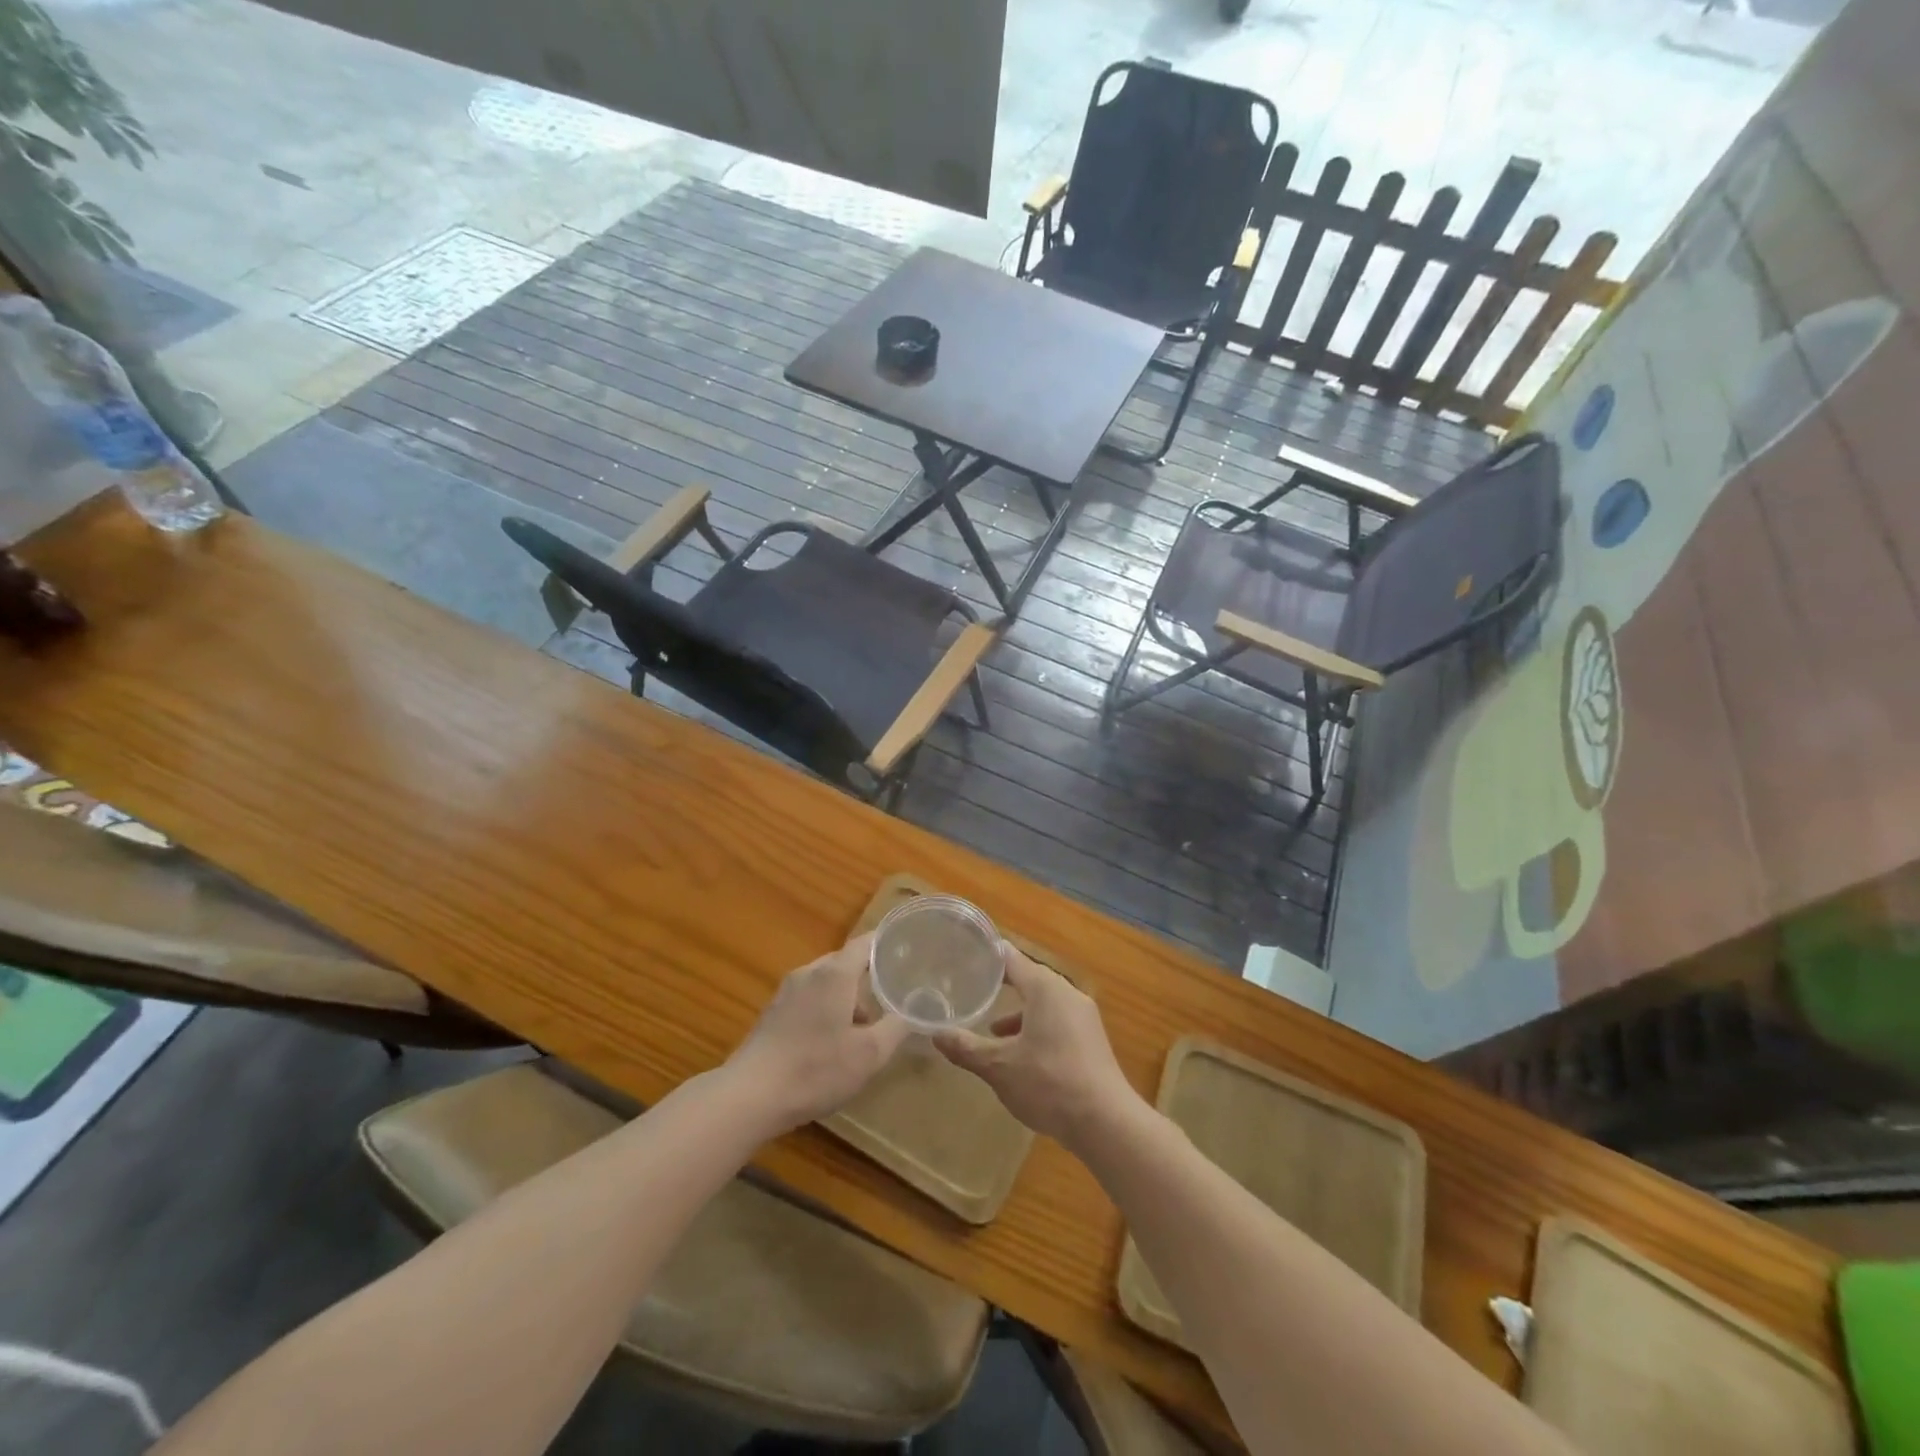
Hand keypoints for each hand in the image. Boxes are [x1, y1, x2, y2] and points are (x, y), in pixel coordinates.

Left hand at [724, 934, 910, 1133]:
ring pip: (827, 984)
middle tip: (892, 1003)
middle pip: (846, 963)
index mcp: (835, 973)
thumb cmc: (816, 1069)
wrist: (750, 1096)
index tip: (910, 953)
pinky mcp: (772, 1012)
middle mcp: (809, 972)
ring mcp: (786, 991)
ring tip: (862, 1034)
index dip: (889, 944)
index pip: (867, 942)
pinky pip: (809, 999)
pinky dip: (826, 1011)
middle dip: (870, 982)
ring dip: (847, 1001)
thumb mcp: (869, 1054)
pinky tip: (830, 1045)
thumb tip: (916, 1011)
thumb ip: (897, 1028)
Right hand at [933, 945, 1139, 1149]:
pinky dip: (1037, 1028)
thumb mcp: (999, 1067)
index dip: (988, 957)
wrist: (1105, 1122)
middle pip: (1029, 979)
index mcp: (1045, 988)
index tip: (965, 956)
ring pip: (1044, 1003)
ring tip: (993, 1031)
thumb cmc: (1049, 1083)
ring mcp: (1083, 1016)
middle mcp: (1067, 993)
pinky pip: (1058, 1020)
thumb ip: (966, 1048)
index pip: (1011, 959)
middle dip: (1001, 986)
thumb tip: (935, 1034)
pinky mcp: (1092, 1039)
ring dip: (1019, 1013)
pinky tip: (1024, 1055)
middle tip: (972, 990)